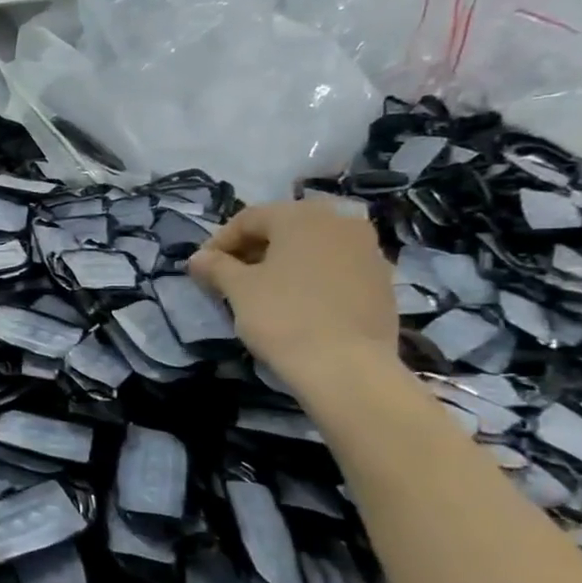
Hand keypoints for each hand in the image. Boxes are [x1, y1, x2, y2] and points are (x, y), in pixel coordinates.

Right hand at [188, 199, 398, 391]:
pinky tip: (298, 303)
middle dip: (253, 249)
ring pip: (313, 247)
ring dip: (284, 262)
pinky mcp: (382, 280)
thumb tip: (198, 258)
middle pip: (284, 228)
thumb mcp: (238, 289)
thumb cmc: (283, 317)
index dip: (219, 241)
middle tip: (230, 277)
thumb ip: (215, 267)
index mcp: (301, 216)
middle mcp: (340, 221)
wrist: (347, 366)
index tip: (202, 268)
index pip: (249, 218)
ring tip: (263, 291)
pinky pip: (336, 267)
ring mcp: (368, 250)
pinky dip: (312, 277)